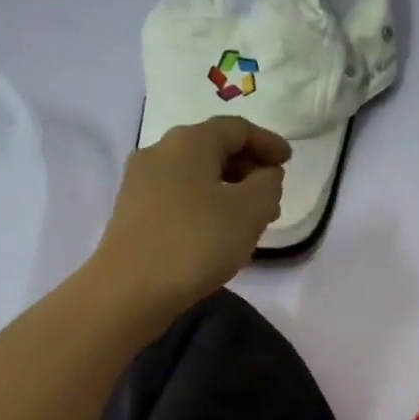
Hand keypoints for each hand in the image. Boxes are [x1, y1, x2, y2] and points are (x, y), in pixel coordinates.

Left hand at [91, 116, 289, 322]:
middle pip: (212, 149)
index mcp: (189, 141)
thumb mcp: (249, 212)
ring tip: (250, 221)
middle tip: (273, 196)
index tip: (289, 161)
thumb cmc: (196, 243)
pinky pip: (178, 197)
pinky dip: (204, 205)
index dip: (267, 142)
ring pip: (195, 176)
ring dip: (227, 191)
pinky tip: (217, 233)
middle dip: (248, 169)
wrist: (129, 290)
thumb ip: (268, 185)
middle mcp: (160, 151)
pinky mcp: (132, 212)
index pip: (237, 128)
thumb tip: (265, 175)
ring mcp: (140, 182)